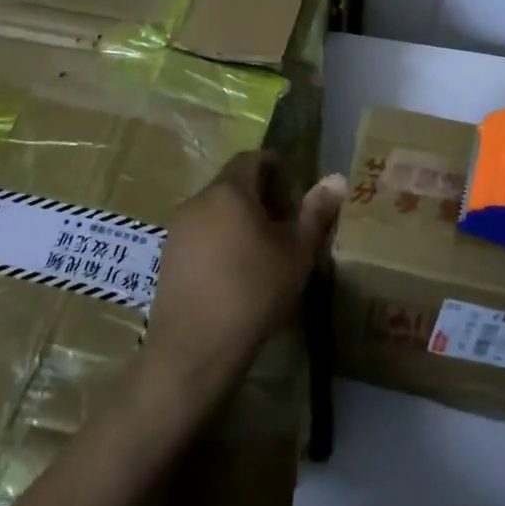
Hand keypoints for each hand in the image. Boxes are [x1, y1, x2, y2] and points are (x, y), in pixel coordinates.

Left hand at [141, 152, 345, 400]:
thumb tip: (336, 179)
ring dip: (239, 218)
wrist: (195, 347)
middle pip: (232, 183)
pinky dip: (219, 239)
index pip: (252, 158)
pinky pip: (199, 233)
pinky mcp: (167, 256)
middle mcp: (198, 200)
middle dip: (260, 195)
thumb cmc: (254, 290)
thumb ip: (315, 212)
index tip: (294, 192)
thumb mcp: (296, 252)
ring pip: (215, 209)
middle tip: (285, 224)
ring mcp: (178, 229)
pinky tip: (234, 271)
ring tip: (262, 250)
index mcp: (229, 190)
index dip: (275, 168)